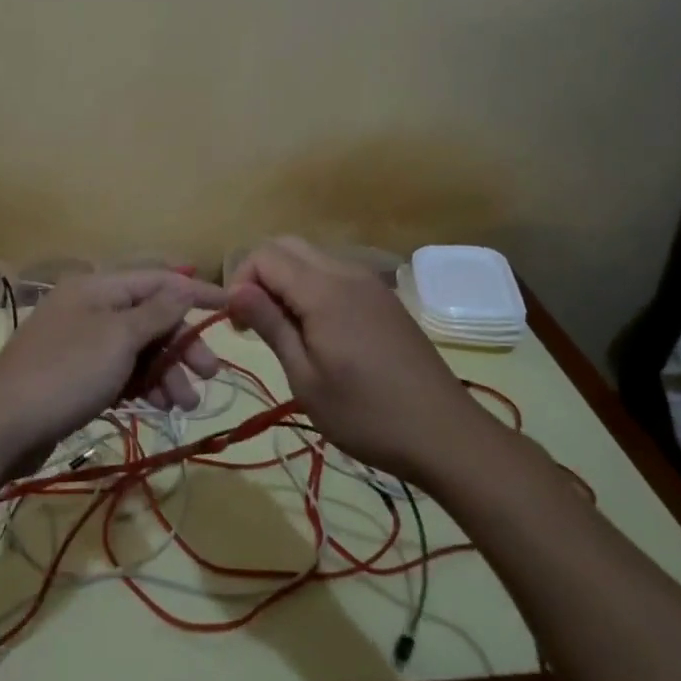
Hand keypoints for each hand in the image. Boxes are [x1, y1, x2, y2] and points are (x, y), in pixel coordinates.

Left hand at [0, 269, 226, 471]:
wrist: (1, 428)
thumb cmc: (66, 373)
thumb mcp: (118, 339)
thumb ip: (156, 311)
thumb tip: (184, 283)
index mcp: (97, 288)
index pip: (158, 280)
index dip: (197, 293)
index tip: (233, 306)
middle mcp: (90, 308)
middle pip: (150, 317)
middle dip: (182, 344)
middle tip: (210, 374)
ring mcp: (81, 343)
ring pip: (138, 349)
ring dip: (166, 372)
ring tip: (184, 404)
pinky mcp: (76, 375)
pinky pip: (120, 372)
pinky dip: (142, 385)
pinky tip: (158, 406)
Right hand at [227, 238, 478, 480]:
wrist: (445, 434)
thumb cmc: (366, 414)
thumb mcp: (305, 378)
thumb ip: (271, 325)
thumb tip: (235, 290)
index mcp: (324, 291)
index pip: (265, 255)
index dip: (240, 281)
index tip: (238, 325)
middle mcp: (348, 273)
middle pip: (288, 246)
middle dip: (260, 274)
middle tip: (255, 322)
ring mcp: (371, 284)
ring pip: (312, 257)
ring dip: (287, 280)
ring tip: (284, 330)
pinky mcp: (384, 299)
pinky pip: (336, 274)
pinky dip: (313, 288)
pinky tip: (318, 331)